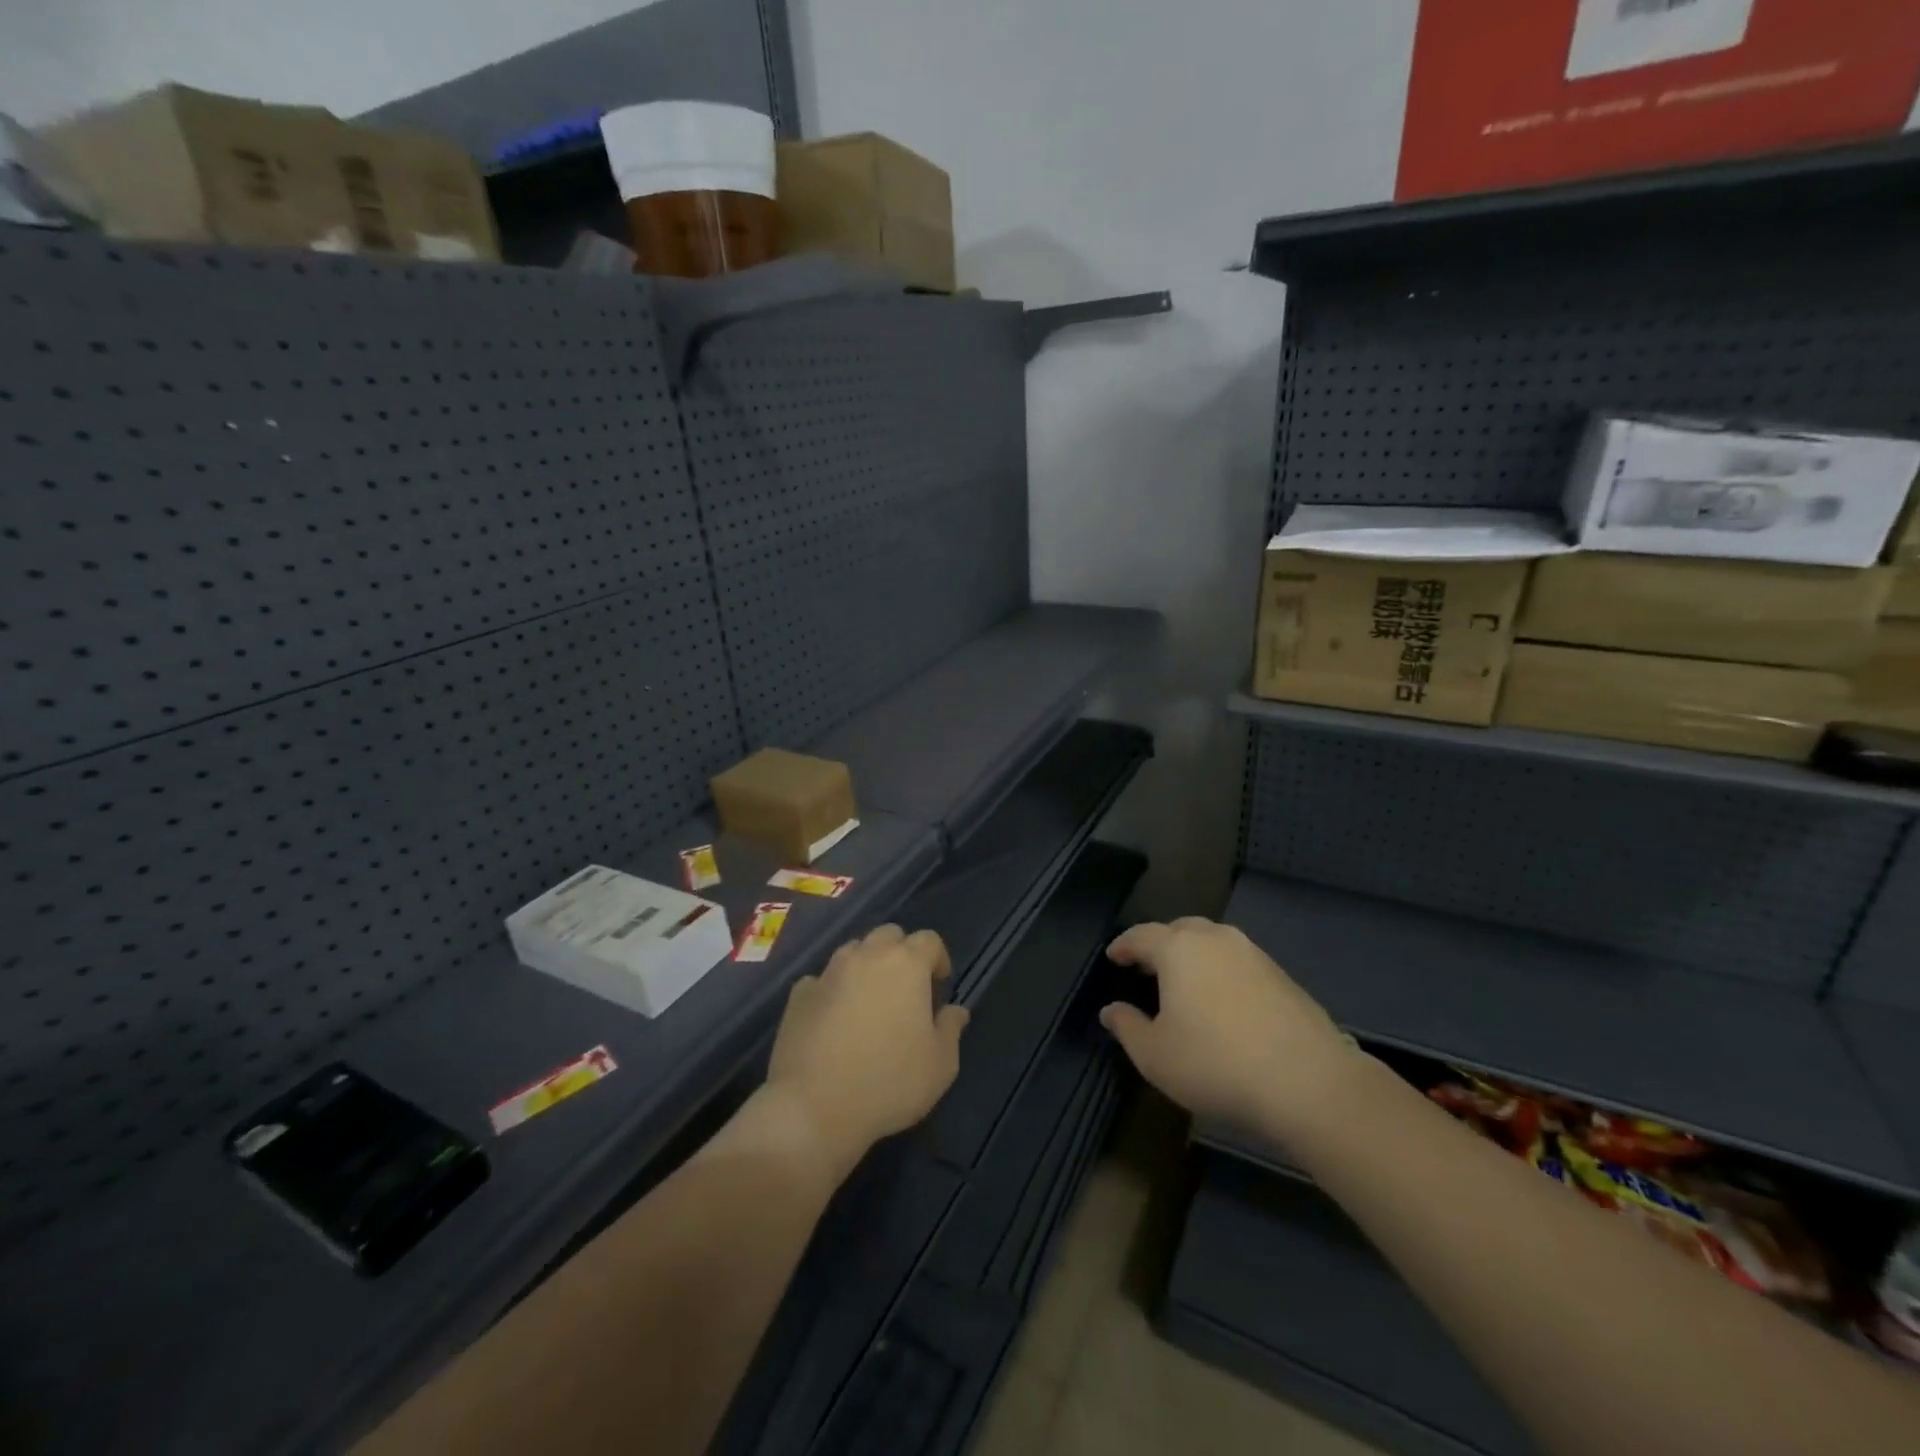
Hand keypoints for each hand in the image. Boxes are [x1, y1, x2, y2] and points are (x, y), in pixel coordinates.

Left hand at [764, 925, 969, 1176]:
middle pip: (889, 936)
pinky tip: (834, 1020)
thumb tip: (955, 1010)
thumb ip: (951, 1029)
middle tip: (905, 990)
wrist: (814, 1108)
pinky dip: (833, 990)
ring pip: (853, 952)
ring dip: (866, 967)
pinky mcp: (799, 994)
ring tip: (869, 1002)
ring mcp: (828, 972)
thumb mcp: (940, 1065)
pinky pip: (822, 980)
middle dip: (901, 954)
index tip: (939, 987)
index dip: (938, 958)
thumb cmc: (889, 1083)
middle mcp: (866, 956)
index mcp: (906, 965)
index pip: (929, 940)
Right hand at [1101, 918, 1355, 1144]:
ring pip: (1214, 942)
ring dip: (1194, 955)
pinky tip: (1223, 1001)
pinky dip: (1222, 972)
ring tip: (1185, 983)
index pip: (1141, 935)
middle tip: (1148, 967)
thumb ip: (1127, 1027)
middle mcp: (1216, 939)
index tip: (1113, 956)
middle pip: (1180, 929)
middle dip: (1160, 944)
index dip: (1123, 946)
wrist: (1309, 1083)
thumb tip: (1110, 1010)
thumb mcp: (1155, 1055)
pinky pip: (1239, 962)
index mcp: (1178, 948)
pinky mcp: (1283, 975)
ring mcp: (1254, 954)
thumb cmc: (1216, 1064)